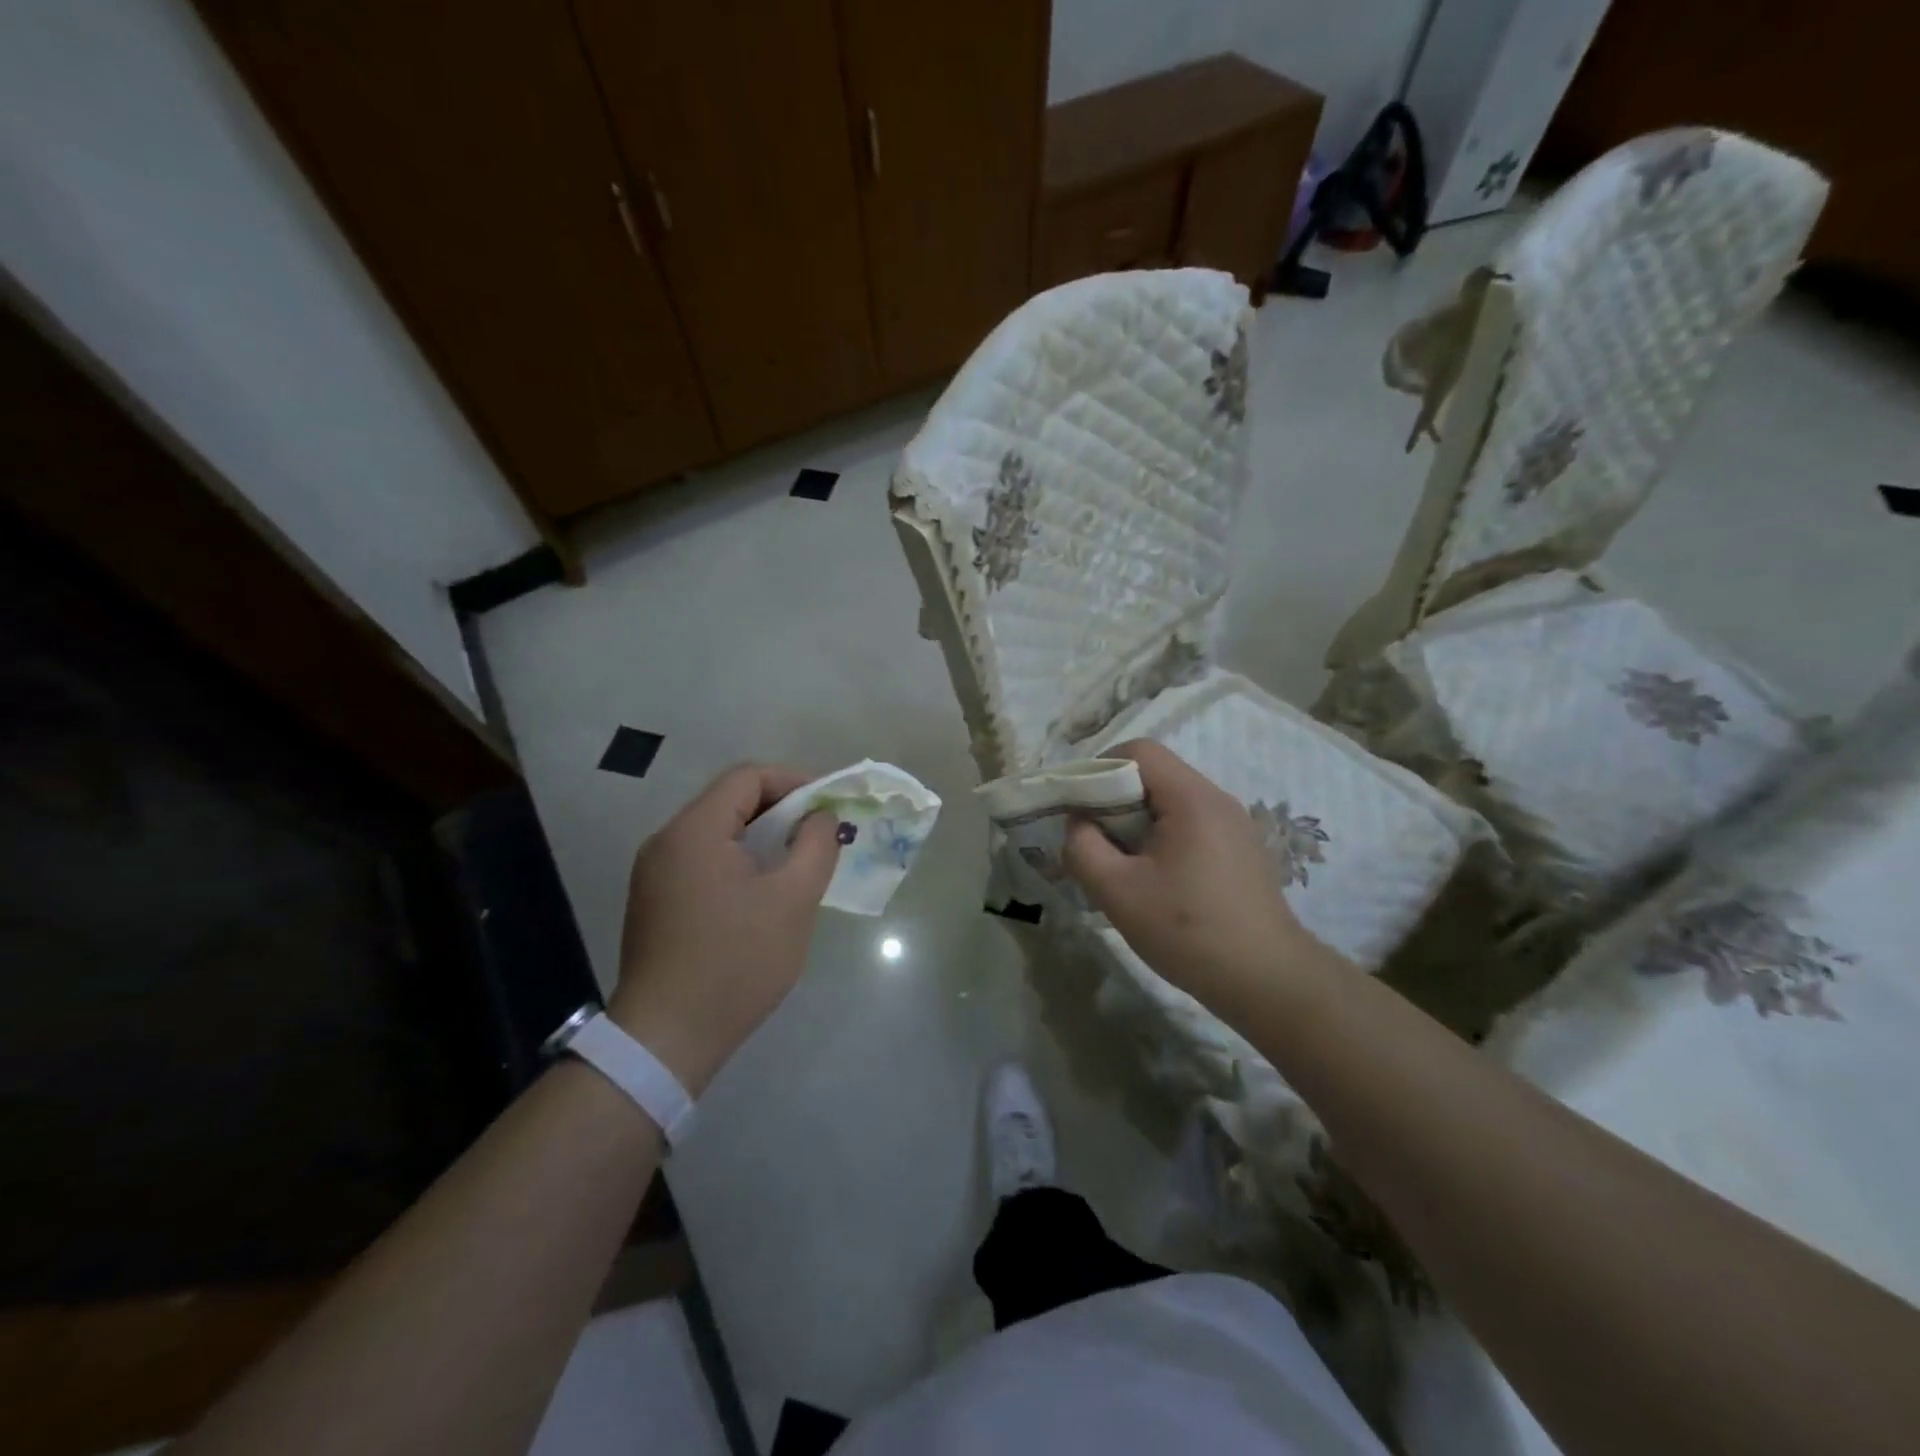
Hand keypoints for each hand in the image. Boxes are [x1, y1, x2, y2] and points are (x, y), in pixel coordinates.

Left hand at [608, 764, 839, 1093]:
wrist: (667, 1038)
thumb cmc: (736, 962)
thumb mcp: (793, 900)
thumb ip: (816, 845)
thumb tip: (822, 817)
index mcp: (695, 830)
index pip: (748, 776)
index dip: (795, 782)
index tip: (828, 809)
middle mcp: (666, 840)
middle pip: (731, 801)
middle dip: (782, 811)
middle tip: (820, 837)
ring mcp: (655, 872)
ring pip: (718, 833)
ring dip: (762, 838)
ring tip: (797, 865)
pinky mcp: (655, 901)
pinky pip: (703, 861)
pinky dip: (739, 862)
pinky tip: (763, 894)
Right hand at [1063, 740, 1316, 1005]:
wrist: (1268, 982)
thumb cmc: (1188, 930)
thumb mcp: (1117, 892)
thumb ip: (1082, 848)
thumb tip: (1078, 824)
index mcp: (1192, 798)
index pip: (1139, 750)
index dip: (1099, 768)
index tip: (1078, 808)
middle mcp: (1217, 800)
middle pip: (1154, 775)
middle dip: (1114, 801)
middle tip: (1092, 841)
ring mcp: (1234, 825)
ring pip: (1170, 802)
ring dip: (1136, 823)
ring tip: (1119, 865)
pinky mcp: (1240, 851)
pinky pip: (1189, 826)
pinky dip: (1160, 839)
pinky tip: (1154, 881)